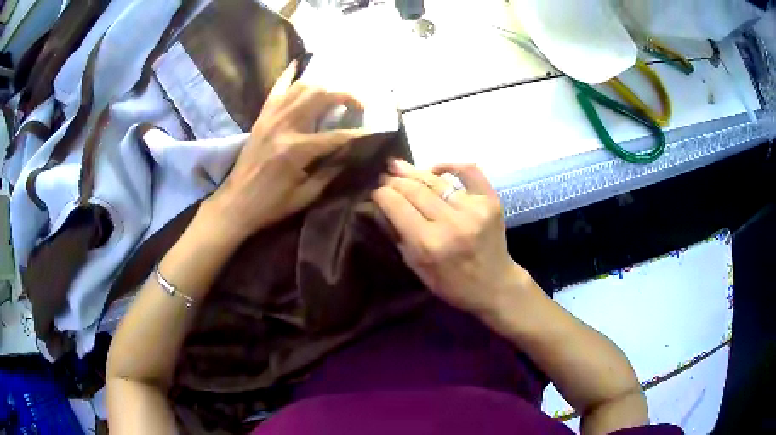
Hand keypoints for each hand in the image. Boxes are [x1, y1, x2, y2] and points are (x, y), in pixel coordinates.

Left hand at [206, 61, 364, 240]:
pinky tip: (299, 65)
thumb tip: (350, 153)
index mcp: (297, 150)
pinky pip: (277, 89)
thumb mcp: (305, 195)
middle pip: (322, 96)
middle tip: (359, 105)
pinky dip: (289, 75)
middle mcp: (285, 126)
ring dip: (324, 86)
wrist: (235, 203)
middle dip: (346, 96)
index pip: (337, 135)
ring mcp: (271, 117)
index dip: (359, 133)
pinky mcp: (262, 117)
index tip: (375, 131)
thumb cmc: (271, 205)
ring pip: (303, 87)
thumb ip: (330, 171)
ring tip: (336, 95)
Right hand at [372, 160, 530, 316]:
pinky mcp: (491, 200)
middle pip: (414, 190)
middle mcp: (451, 222)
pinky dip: (450, 165)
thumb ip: (397, 235)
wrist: (495, 285)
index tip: (374, 190)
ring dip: (414, 171)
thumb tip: (379, 206)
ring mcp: (474, 208)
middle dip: (394, 181)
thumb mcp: (417, 268)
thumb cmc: (452, 284)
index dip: (381, 194)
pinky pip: (469, 171)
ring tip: (398, 165)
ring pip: (436, 181)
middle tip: (383, 176)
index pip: (396, 206)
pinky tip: (434, 168)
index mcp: (429, 244)